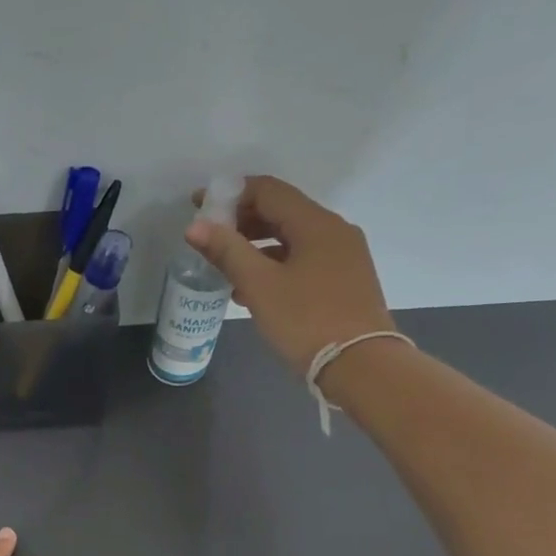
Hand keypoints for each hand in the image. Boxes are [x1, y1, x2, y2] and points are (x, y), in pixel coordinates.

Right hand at [185, 175, 395, 375]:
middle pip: (282, 212)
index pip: (268, 190)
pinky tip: (254, 290)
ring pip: (292, 239)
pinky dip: (276, 265)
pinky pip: (304, 260)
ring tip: (225, 268)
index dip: (230, 194)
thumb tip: (195, 226)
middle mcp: (335, 231)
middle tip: (209, 239)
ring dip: (256, 246)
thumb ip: (227, 251)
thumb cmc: (306, 320)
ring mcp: (344, 256)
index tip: (199, 206)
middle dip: (242, 221)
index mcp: (316, 223)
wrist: (361, 365)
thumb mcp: (259, 286)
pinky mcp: (345, 281)